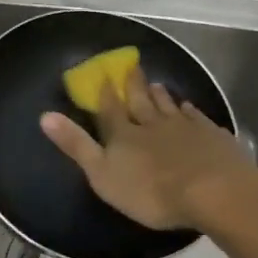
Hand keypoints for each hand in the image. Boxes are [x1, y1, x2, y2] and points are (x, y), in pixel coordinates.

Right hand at [40, 71, 257, 229]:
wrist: (212, 191)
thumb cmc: (151, 192)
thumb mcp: (103, 174)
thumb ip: (76, 146)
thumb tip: (45, 116)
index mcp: (124, 135)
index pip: (111, 110)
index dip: (106, 93)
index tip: (104, 75)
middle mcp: (153, 124)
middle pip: (141, 102)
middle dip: (134, 85)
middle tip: (132, 66)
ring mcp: (185, 128)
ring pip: (169, 106)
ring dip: (161, 95)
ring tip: (156, 83)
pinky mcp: (211, 136)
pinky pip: (197, 118)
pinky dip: (190, 111)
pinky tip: (189, 107)